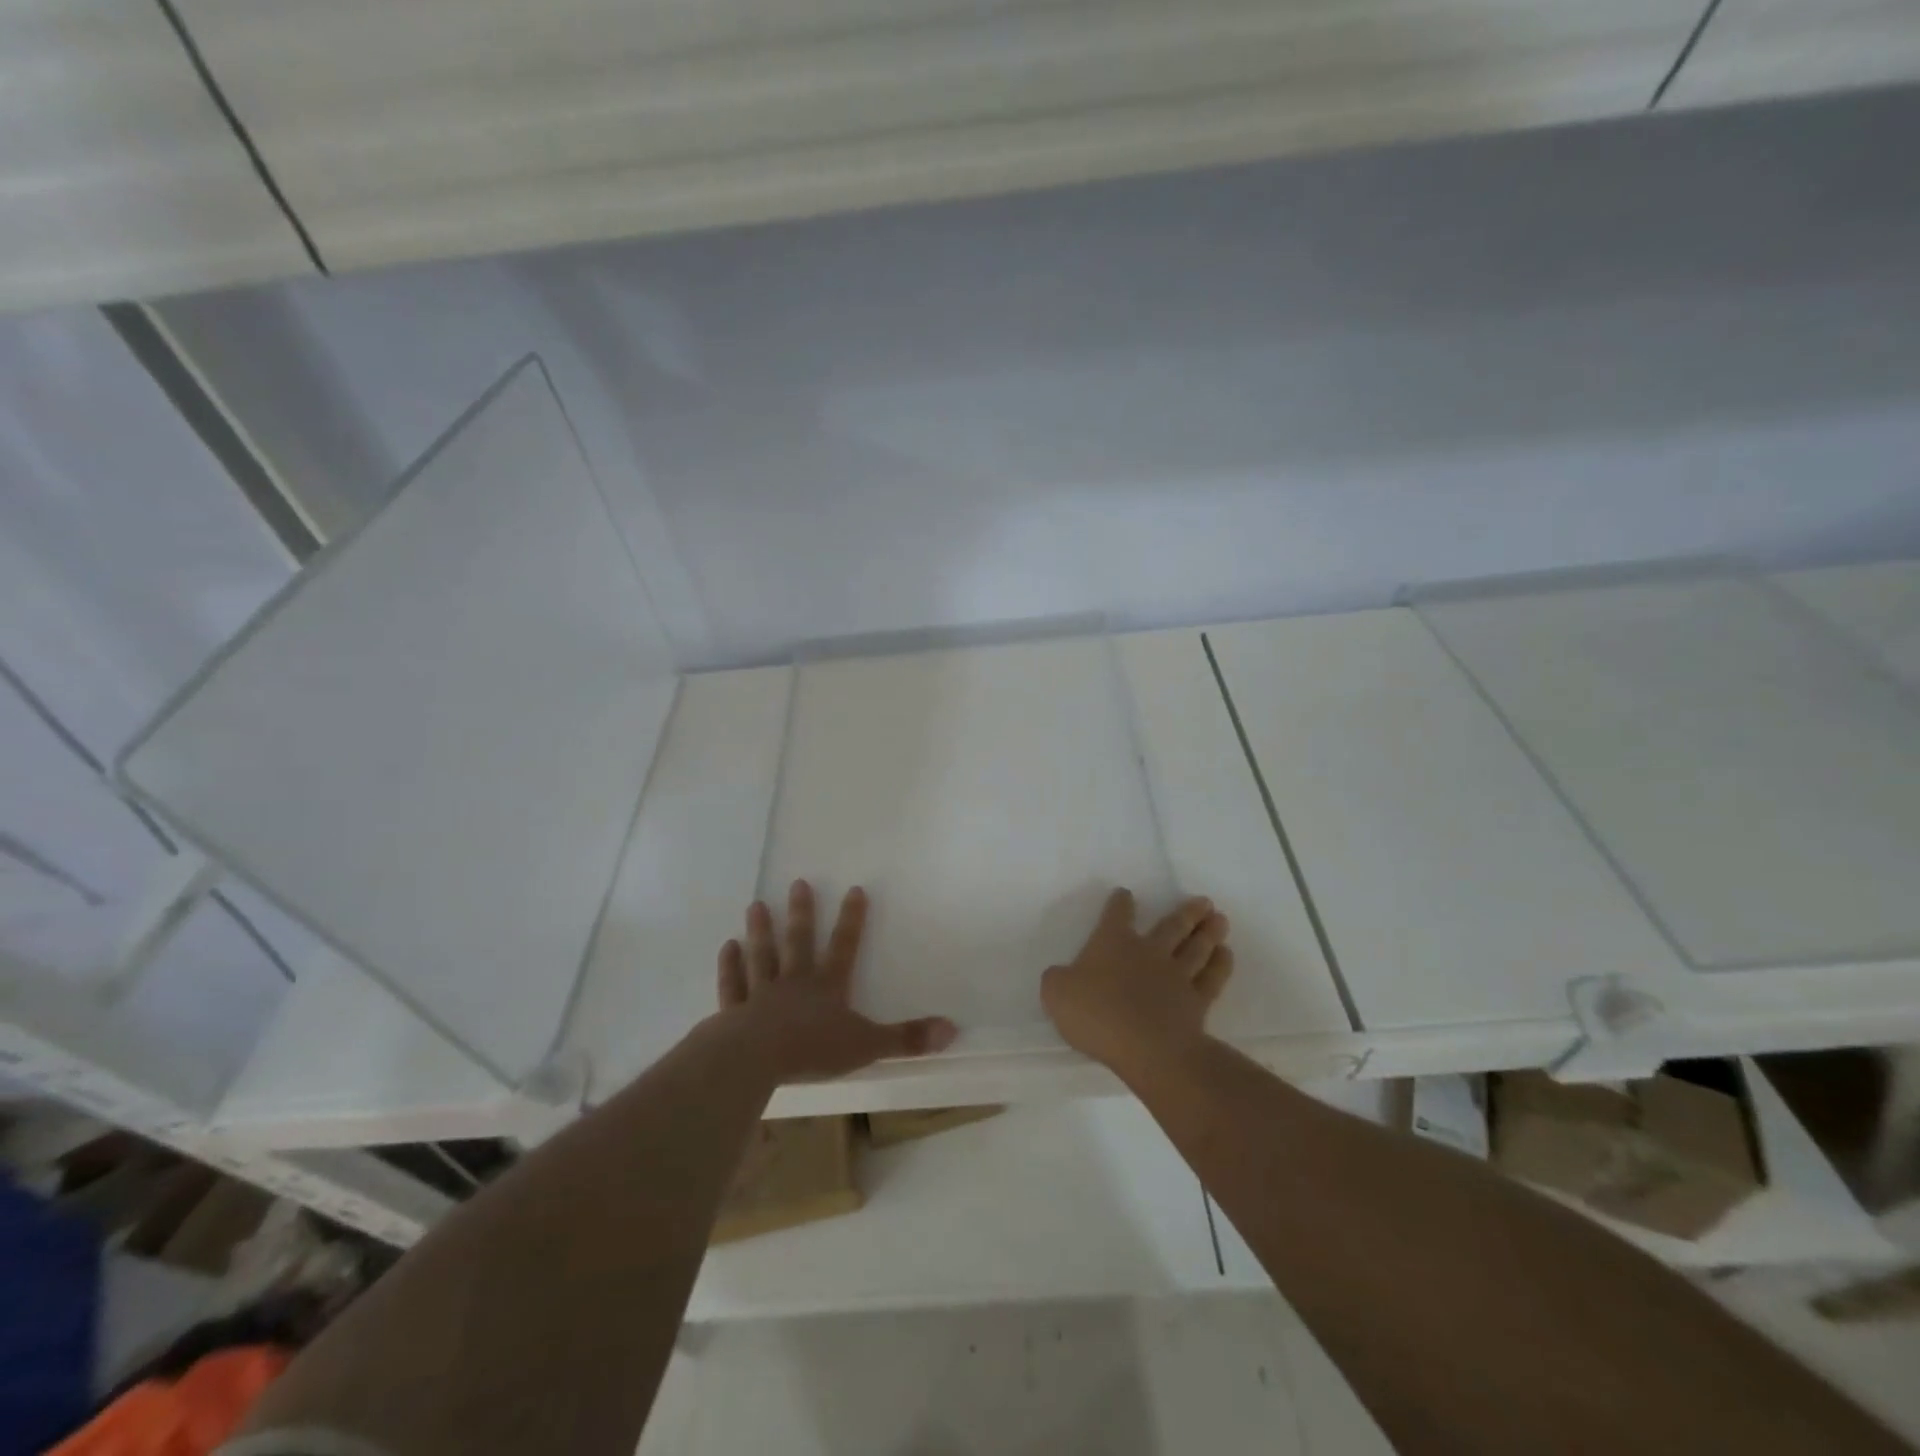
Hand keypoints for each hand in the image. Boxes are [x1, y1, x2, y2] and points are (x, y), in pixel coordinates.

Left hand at [713, 880, 957, 1082]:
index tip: (854, 889)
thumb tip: (952, 1028)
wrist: (755, 1060)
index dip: (852, 919)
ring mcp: (761, 994)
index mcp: (827, 988)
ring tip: (756, 905)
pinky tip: (727, 947)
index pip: (844, 946)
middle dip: (801, 913)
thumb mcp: (867, 1046)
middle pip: (798, 942)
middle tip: (798, 883)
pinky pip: (733, 985)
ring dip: (761, 931)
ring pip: (762, 956)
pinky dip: (730, 966)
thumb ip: (907, 1039)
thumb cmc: (813, 1050)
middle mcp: (794, 982)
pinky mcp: (734, 1012)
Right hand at [1041, 888, 1232, 1075]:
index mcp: (1113, 943)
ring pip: (1196, 947)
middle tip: (1204, 901)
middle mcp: (1148, 952)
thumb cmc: (1097, 1015)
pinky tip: (1226, 955)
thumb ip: (1058, 981)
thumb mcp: (1057, 994)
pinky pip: (1212, 978)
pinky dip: (1220, 965)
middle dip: (1186, 912)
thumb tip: (1061, 976)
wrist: (1146, 1047)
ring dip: (1208, 932)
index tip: (1125, 894)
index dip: (1120, 903)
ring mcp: (1176, 976)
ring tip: (1219, 919)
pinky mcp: (1196, 1003)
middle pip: (1171, 926)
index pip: (1117, 915)